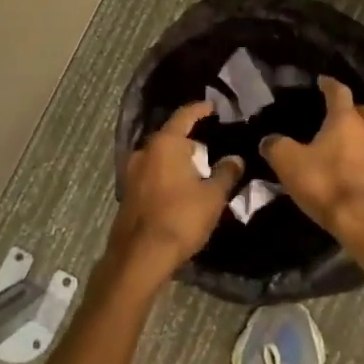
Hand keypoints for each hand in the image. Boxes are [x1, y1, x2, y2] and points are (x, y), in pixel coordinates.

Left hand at [110, 101, 243, 291]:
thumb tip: (235, 159)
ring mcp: (132, 172)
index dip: (200, 109)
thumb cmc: (180, 218)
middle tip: (211, 145)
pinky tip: (180, 187)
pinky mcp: (128, 192)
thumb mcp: (212, 196)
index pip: (185, 115)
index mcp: (165, 143)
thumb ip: (226, 173)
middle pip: (170, 136)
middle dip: (190, 139)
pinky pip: (152, 173)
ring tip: (198, 168)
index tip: (213, 106)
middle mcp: (144, 151)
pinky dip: (166, 173)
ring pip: (160, 156)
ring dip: (177, 159)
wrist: (139, 257)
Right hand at [259, 76, 363, 260]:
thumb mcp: (289, 163)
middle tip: (339, 115)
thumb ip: (276, 146)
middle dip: (353, 109)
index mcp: (345, 120)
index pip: (339, 91)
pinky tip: (356, 174)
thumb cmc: (326, 184)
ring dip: (362, 138)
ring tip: (346, 148)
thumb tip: (268, 140)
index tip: (322, 81)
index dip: (329, 84)